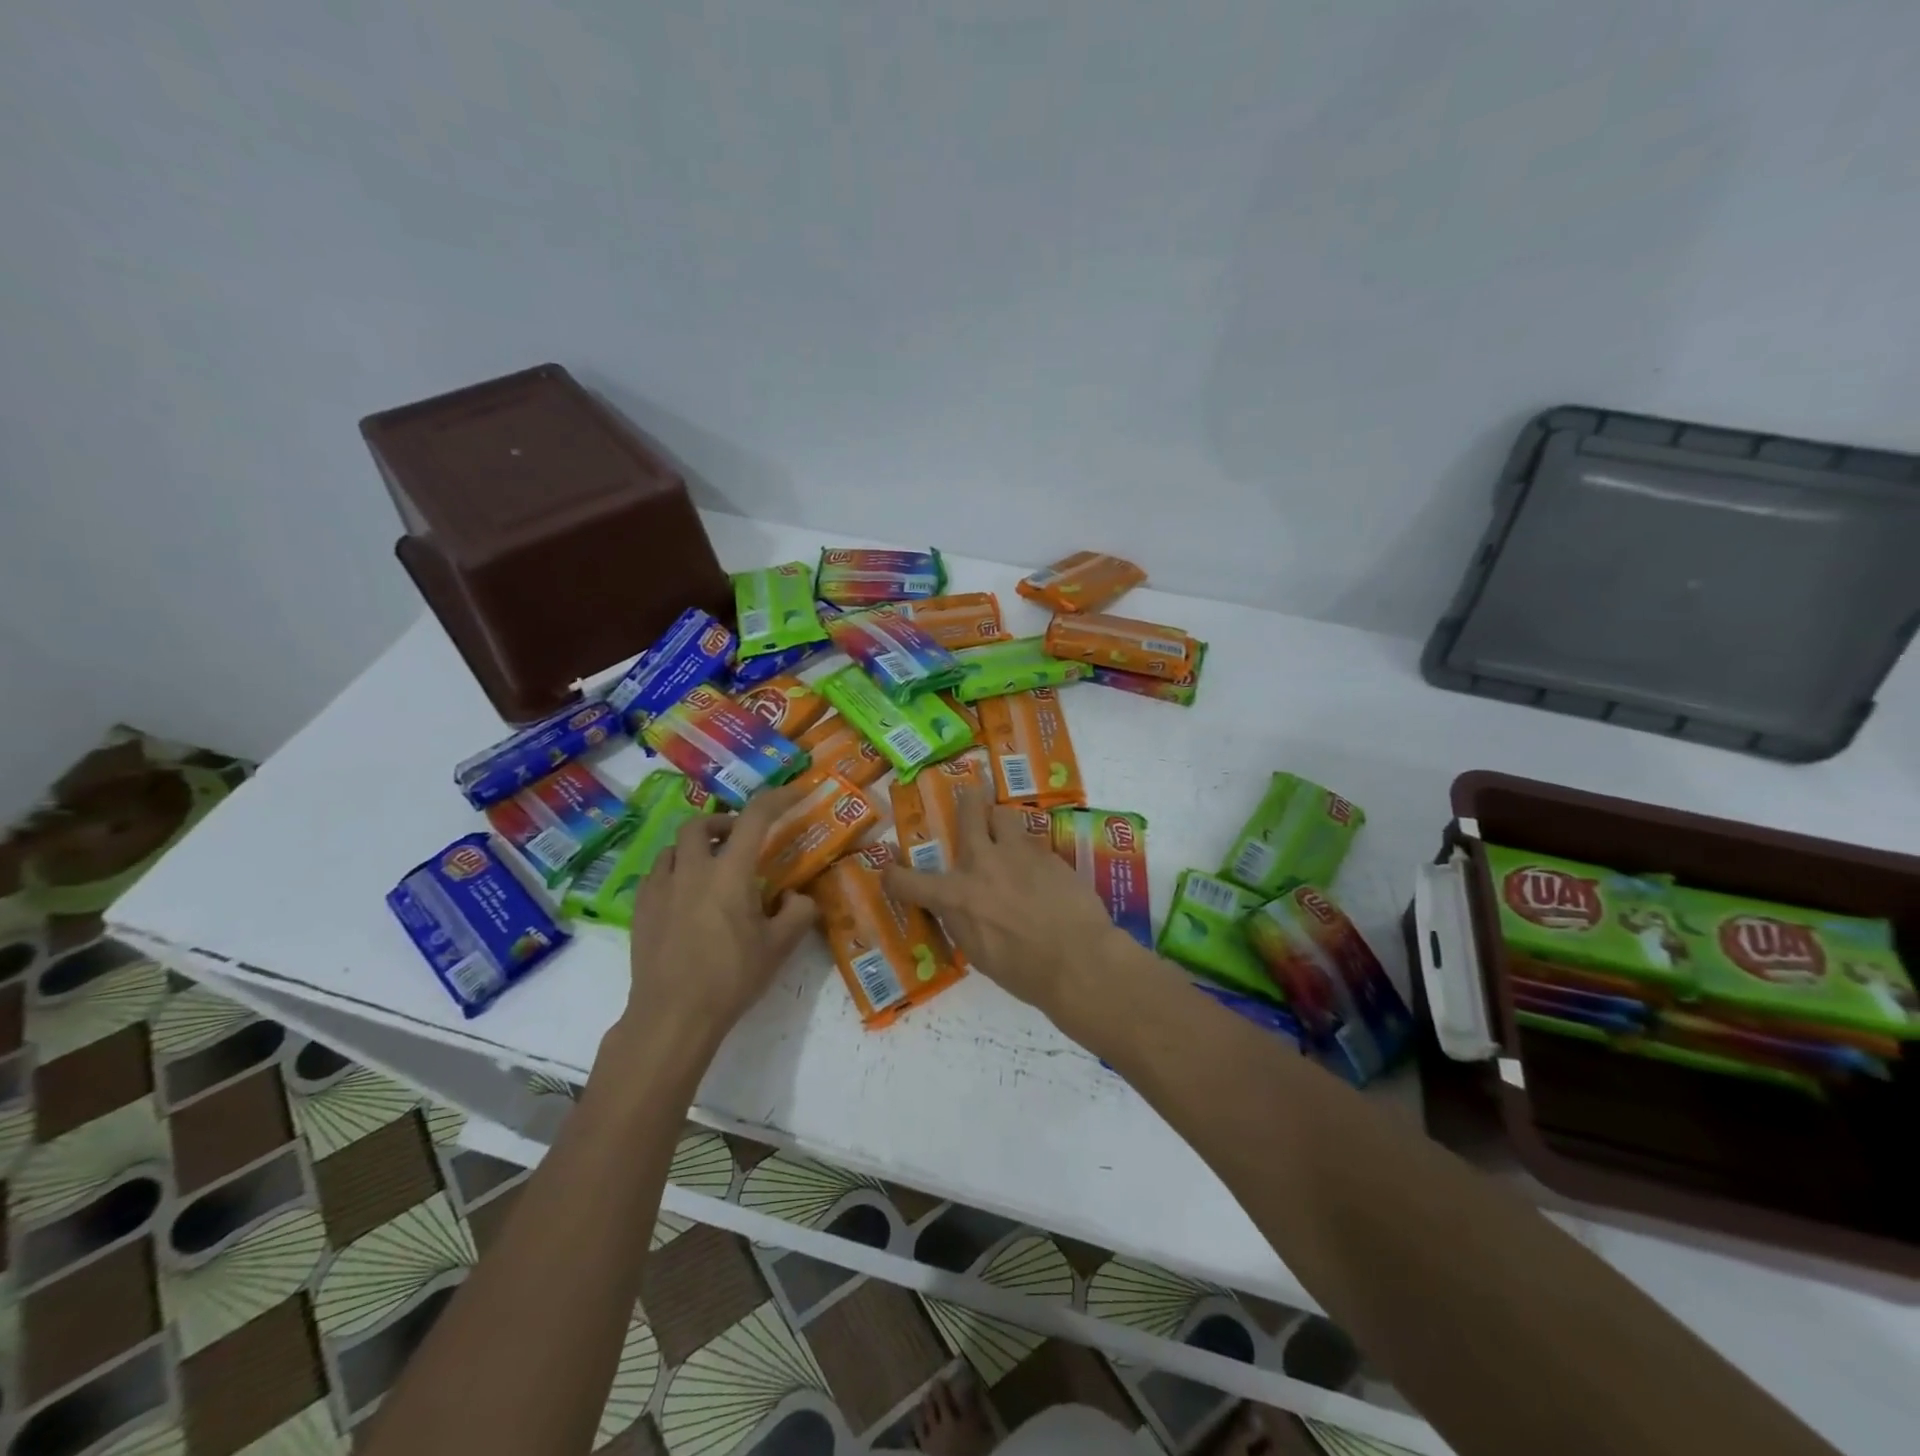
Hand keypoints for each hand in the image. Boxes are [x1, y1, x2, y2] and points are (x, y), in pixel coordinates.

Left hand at [621, 783, 818, 1048]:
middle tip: (740, 840)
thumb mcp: (778, 948)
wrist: (672, 1015)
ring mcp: (660, 889)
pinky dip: (675, 873)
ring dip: (697, 848)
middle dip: (723, 822)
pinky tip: (685, 898)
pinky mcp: (640, 910)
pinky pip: (657, 875)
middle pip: (701, 823)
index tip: (795, 793)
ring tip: (712, 869)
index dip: (777, 798)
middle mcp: (692, 870)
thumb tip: (799, 897)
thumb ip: (798, 913)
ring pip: (675, 848)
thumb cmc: (731, 978)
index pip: (755, 818)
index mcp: (730, 873)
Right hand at [884, 789, 1127, 1025]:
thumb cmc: (1024, 971)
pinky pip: (1031, 840)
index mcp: (955, 897)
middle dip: (967, 800)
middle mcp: (981, 864)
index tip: (890, 871)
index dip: (894, 876)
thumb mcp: (979, 952)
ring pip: (1003, 815)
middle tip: (970, 795)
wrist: (1077, 960)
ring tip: (1006, 830)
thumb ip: (964, 919)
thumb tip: (963, 907)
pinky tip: (1039, 867)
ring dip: (1000, 820)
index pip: (907, 882)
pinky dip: (1028, 849)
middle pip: (968, 812)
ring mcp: (1017, 852)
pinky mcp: (1047, 853)